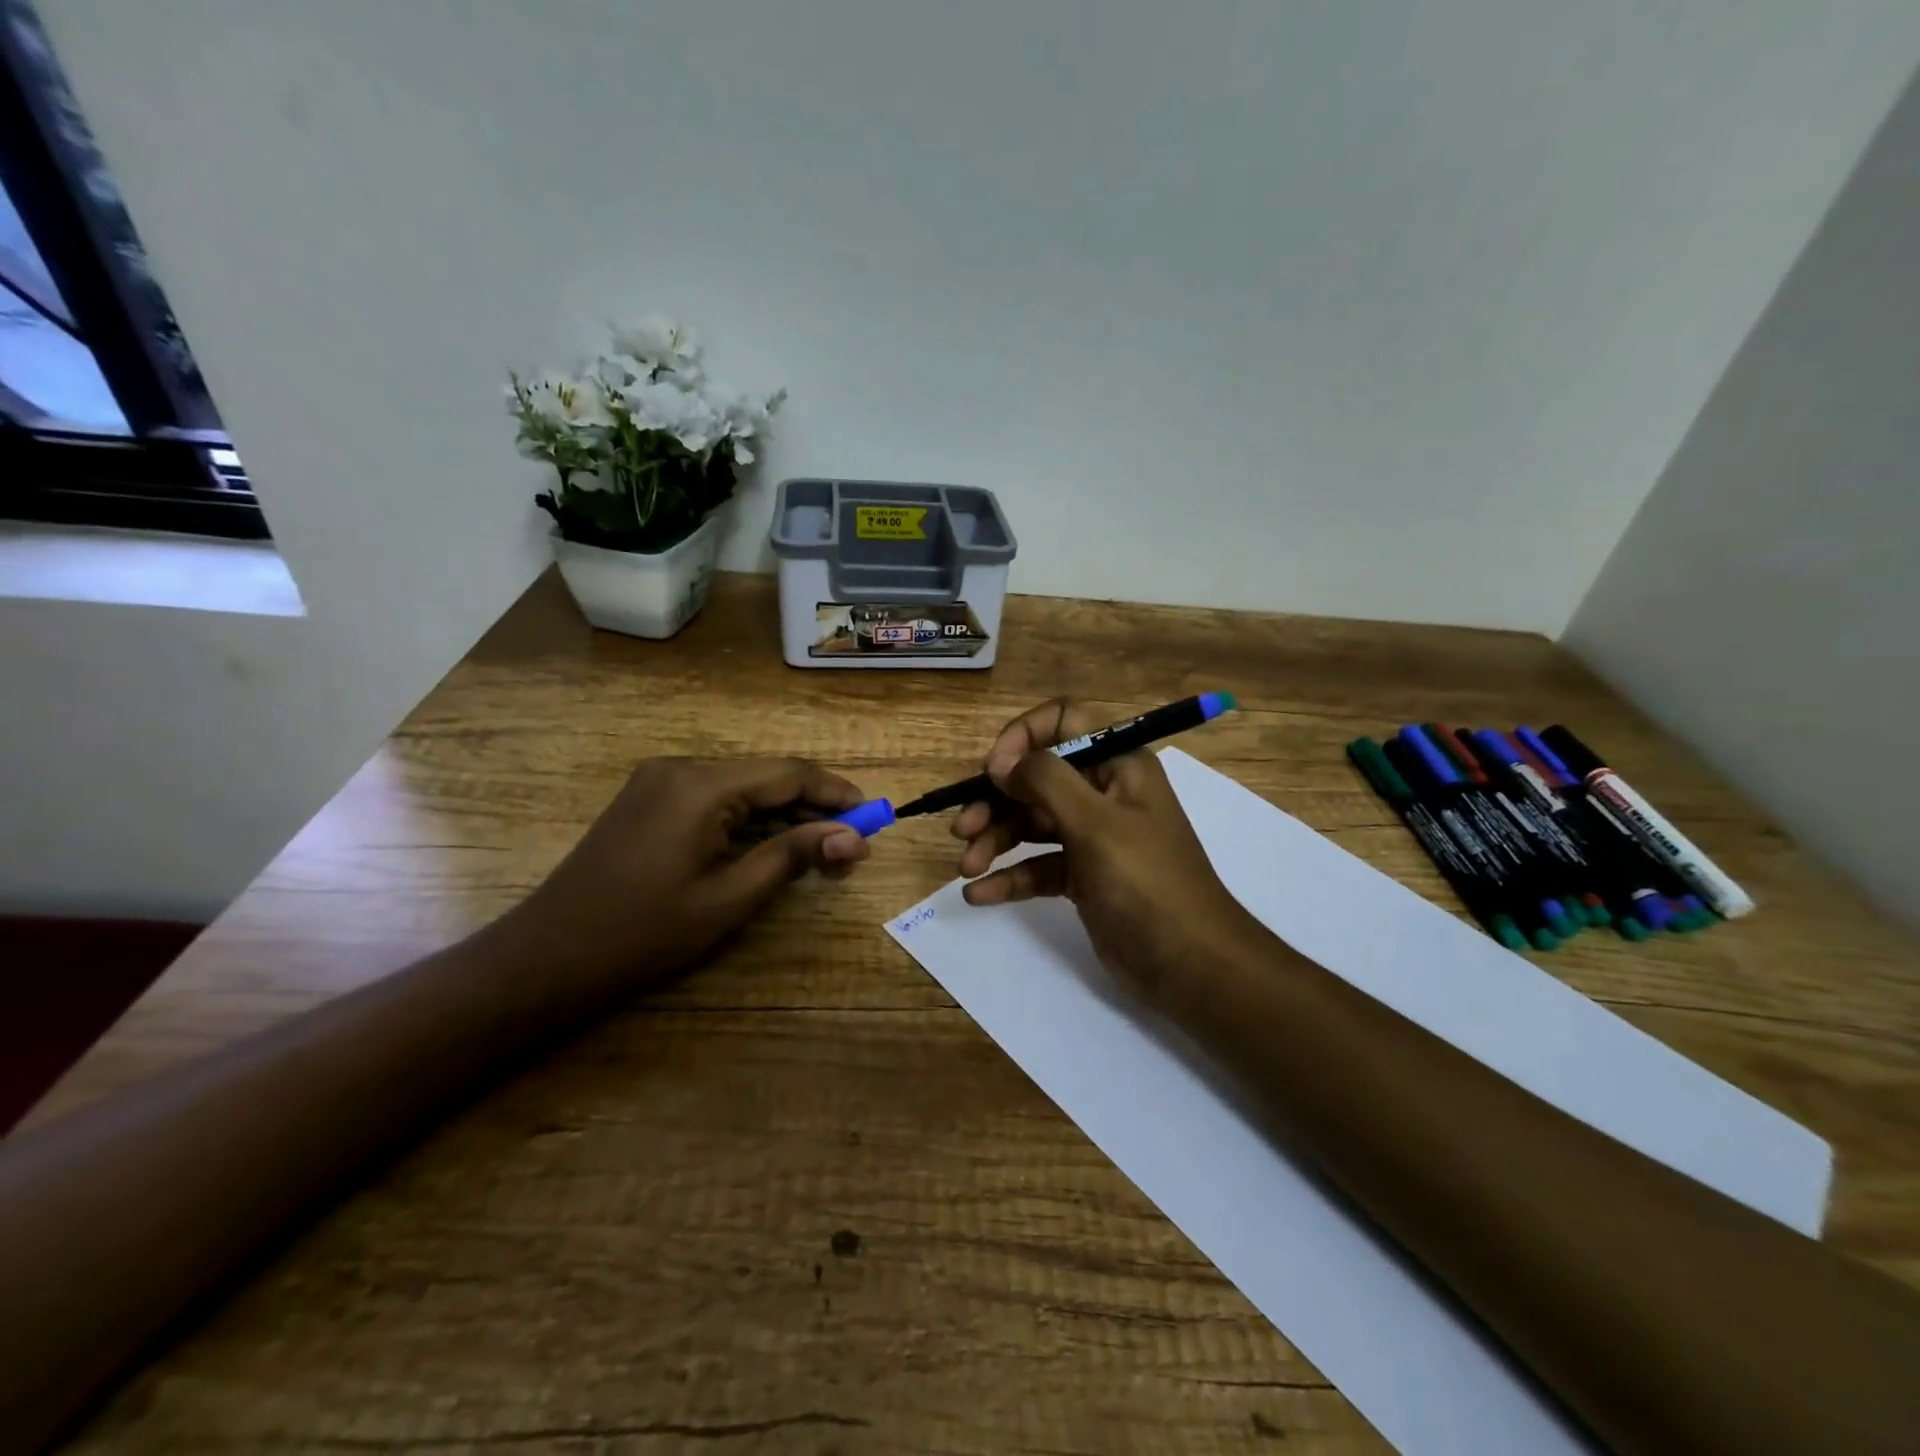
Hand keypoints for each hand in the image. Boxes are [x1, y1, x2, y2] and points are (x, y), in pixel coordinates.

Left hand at [510, 757, 869, 985]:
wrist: (549, 956)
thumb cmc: (644, 933)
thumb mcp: (729, 897)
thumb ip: (793, 856)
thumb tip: (855, 838)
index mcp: (702, 785)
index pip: (788, 773)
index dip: (836, 793)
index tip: (873, 816)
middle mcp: (682, 767)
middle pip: (767, 775)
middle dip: (813, 805)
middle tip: (850, 842)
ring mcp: (661, 780)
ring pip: (743, 785)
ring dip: (783, 811)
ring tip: (820, 846)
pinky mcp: (650, 797)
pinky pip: (716, 795)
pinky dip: (749, 815)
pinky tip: (771, 842)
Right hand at [952, 699, 1270, 1002]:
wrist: (1191, 965)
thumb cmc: (1146, 882)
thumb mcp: (1096, 824)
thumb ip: (1046, 781)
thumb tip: (1002, 761)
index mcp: (1117, 764)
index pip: (1063, 721)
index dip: (1023, 737)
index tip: (994, 772)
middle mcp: (1103, 793)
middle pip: (1036, 778)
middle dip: (996, 800)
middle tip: (963, 829)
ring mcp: (1092, 836)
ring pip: (1031, 823)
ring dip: (995, 840)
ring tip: (967, 867)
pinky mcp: (1082, 877)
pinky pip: (1037, 865)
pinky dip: (1008, 877)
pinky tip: (979, 894)